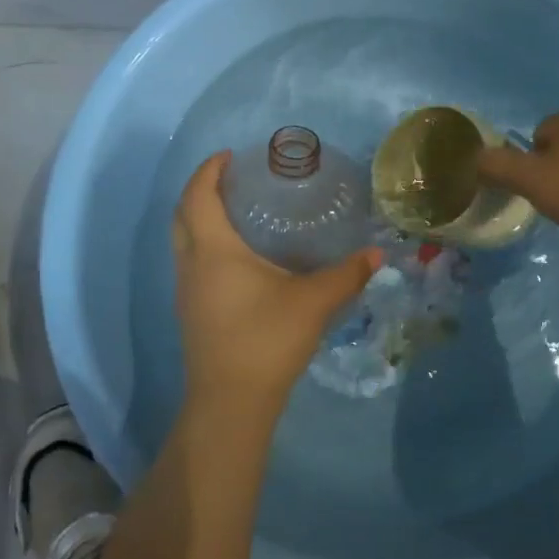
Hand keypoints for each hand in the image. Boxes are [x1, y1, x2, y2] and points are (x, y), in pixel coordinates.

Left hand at [172, 152, 381, 410]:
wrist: (230, 403)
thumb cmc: (267, 340)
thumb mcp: (314, 302)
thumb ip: (347, 275)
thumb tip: (376, 254)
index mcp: (214, 250)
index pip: (199, 196)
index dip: (209, 170)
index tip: (229, 155)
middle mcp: (191, 264)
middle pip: (182, 215)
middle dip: (200, 190)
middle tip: (231, 179)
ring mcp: (186, 291)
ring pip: (183, 241)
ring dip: (200, 218)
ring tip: (237, 212)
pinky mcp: (191, 312)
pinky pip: (190, 262)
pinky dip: (205, 244)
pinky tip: (238, 258)